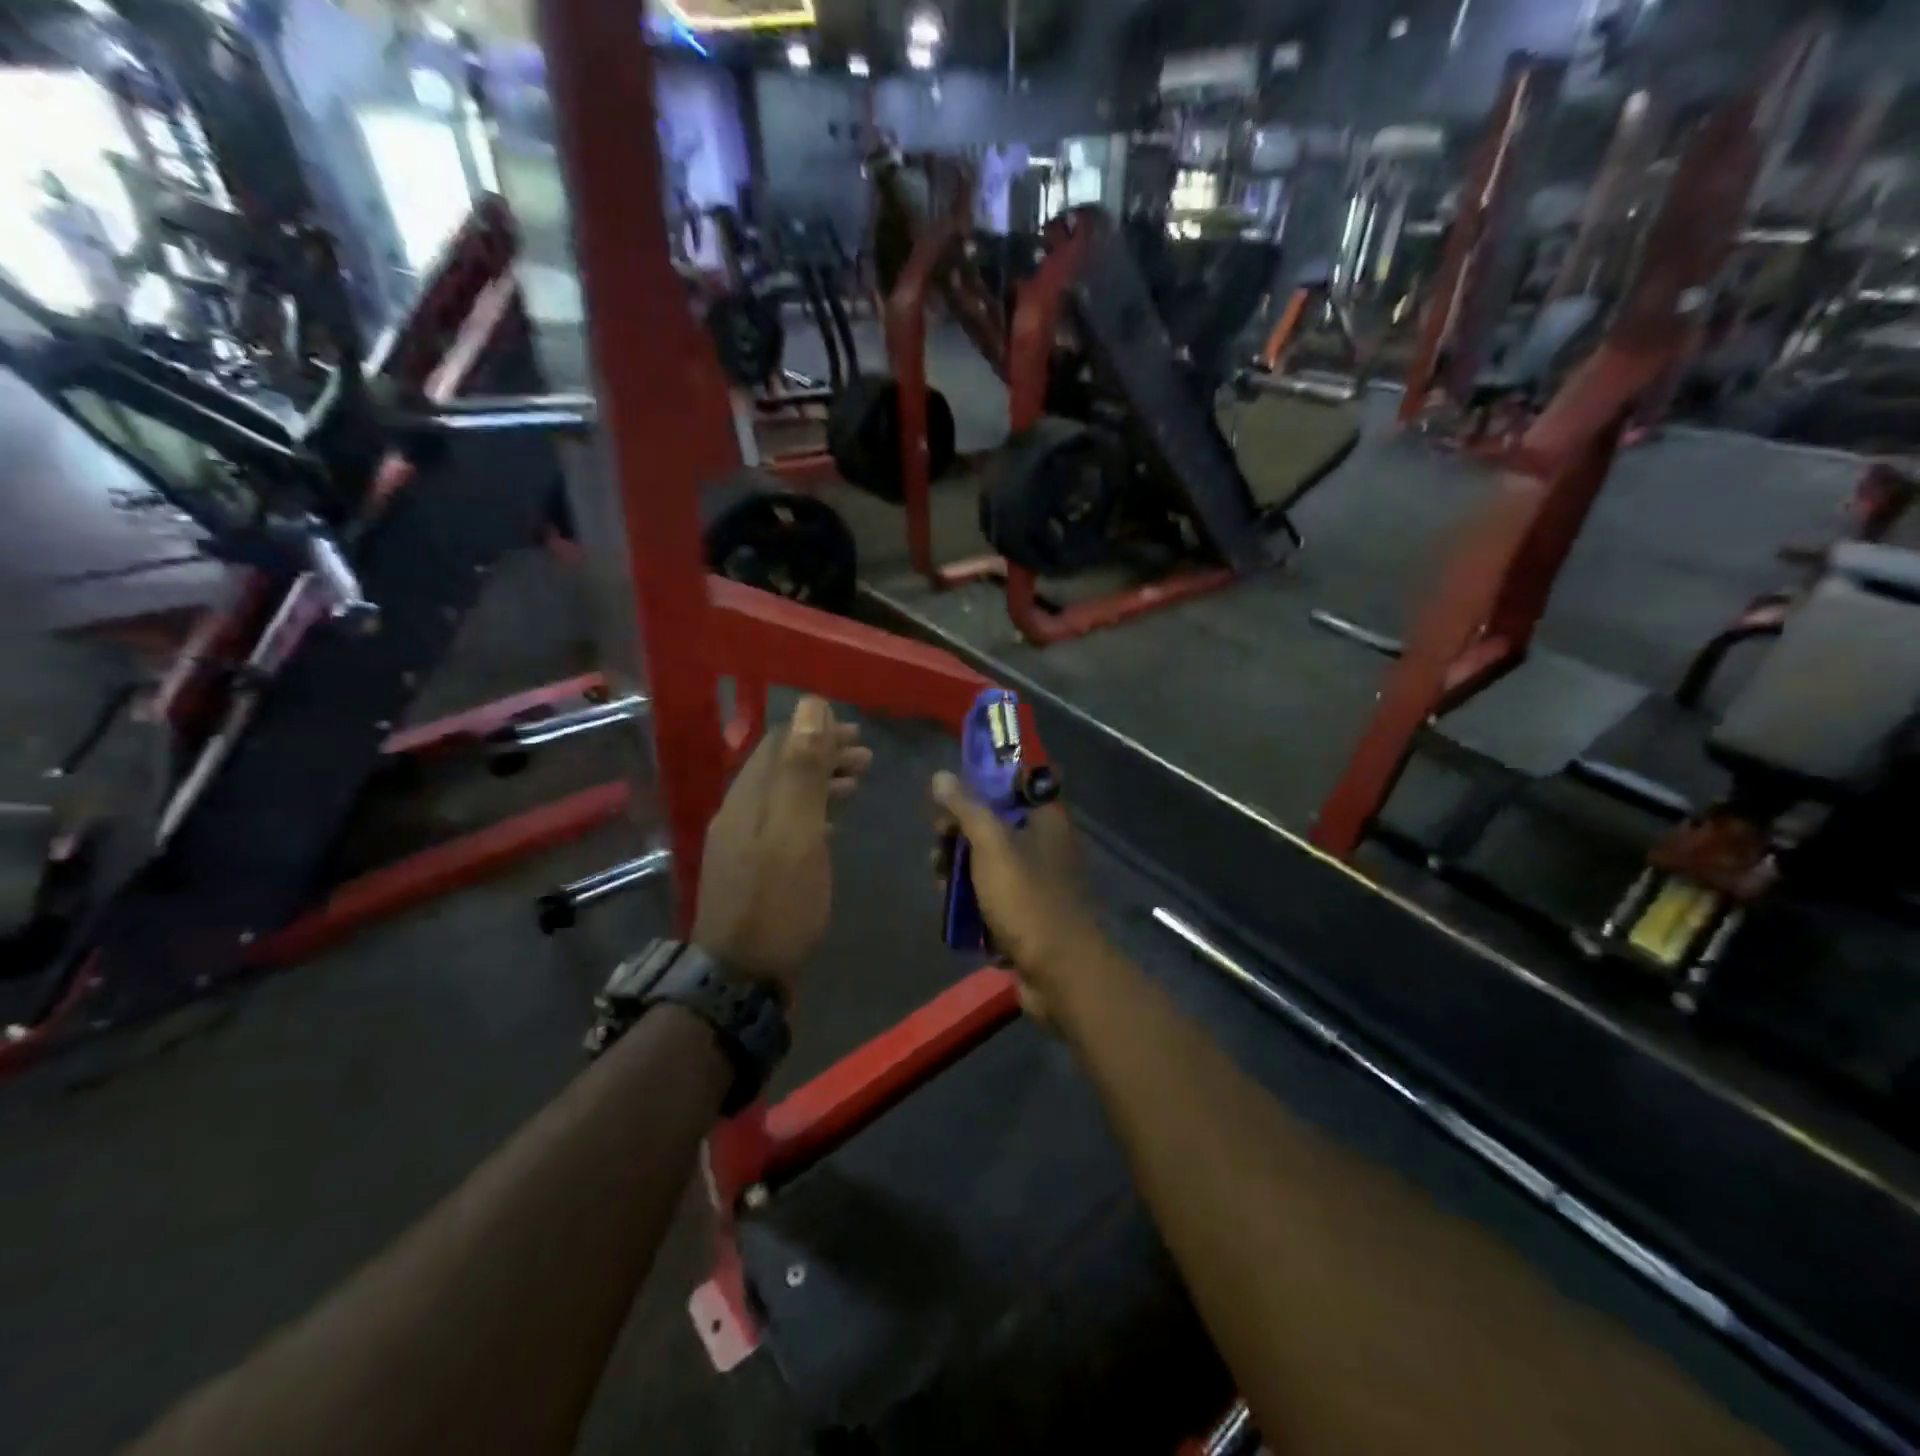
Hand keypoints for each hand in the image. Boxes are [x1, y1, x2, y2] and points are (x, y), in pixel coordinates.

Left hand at [692, 697, 871, 995]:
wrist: (740, 979)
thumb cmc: (777, 903)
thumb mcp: (797, 832)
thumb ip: (803, 770)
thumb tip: (810, 705)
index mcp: (747, 798)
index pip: (778, 744)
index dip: (817, 731)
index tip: (858, 734)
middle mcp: (739, 814)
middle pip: (780, 768)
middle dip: (822, 755)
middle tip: (867, 758)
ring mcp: (742, 845)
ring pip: (784, 796)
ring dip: (820, 783)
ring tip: (857, 783)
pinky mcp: (752, 871)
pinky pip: (784, 824)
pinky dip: (812, 813)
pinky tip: (832, 825)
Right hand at [931, 768, 1107, 1021]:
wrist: (1059, 973)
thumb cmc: (1027, 899)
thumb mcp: (992, 846)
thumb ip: (966, 809)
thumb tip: (940, 776)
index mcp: (1046, 821)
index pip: (1009, 788)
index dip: (976, 791)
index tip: (946, 806)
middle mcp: (1046, 846)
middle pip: (994, 827)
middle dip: (959, 837)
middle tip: (937, 853)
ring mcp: (1038, 883)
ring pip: (989, 864)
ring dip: (960, 871)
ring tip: (940, 885)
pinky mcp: (1029, 915)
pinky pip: (994, 897)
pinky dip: (974, 900)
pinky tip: (955, 909)